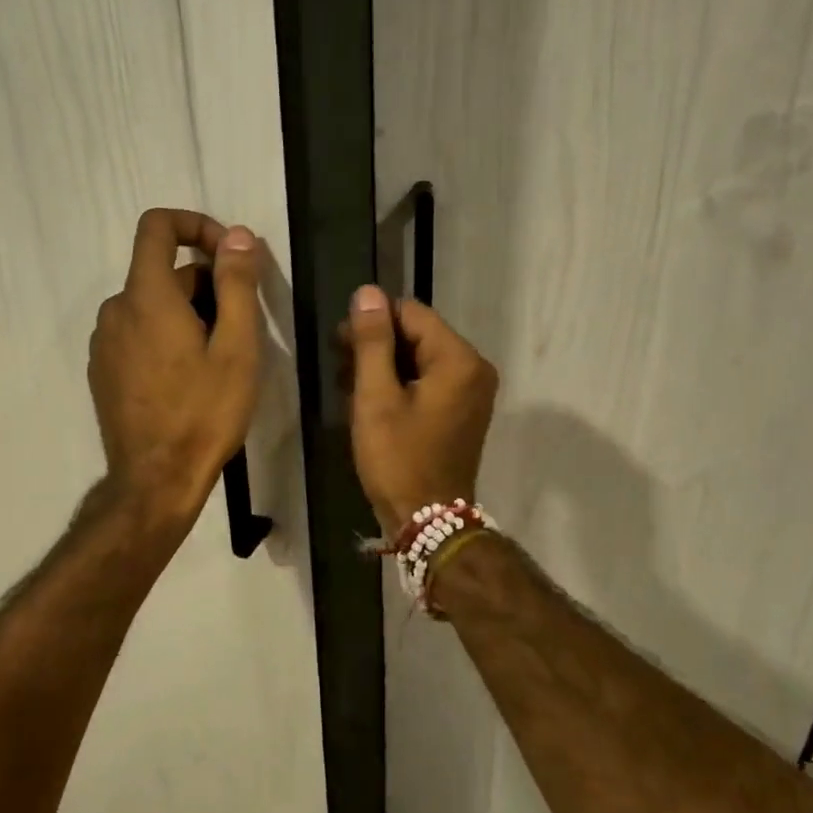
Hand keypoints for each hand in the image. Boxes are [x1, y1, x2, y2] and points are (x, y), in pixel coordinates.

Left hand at [89, 209, 262, 532]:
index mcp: (146, 296)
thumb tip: (237, 235)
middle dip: (205, 283)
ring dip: (187, 313)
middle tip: (240, 326)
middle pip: (161, 271)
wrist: (155, 480)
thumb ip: (237, 284)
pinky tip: (188, 378)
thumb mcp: (237, 348)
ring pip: (151, 305)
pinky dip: (164, 336)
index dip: (196, 225)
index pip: (158, 226)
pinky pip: (137, 332)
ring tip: (218, 357)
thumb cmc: (204, 413)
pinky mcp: (103, 370)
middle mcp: (116, 310)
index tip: (228, 254)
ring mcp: (104, 342)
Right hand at [341, 285, 497, 536]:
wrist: (428, 520)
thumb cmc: (398, 458)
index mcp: (458, 360)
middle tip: (339, 366)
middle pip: (418, 334)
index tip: (339, 343)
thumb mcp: (377, 397)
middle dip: (377, 345)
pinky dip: (400, 384)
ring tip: (348, 386)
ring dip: (384, 366)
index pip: (411, 313)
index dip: (372, 322)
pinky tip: (370, 399)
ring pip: (420, 357)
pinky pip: (428, 380)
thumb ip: (372, 341)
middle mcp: (473, 368)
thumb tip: (367, 292)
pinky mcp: (463, 409)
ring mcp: (472, 390)